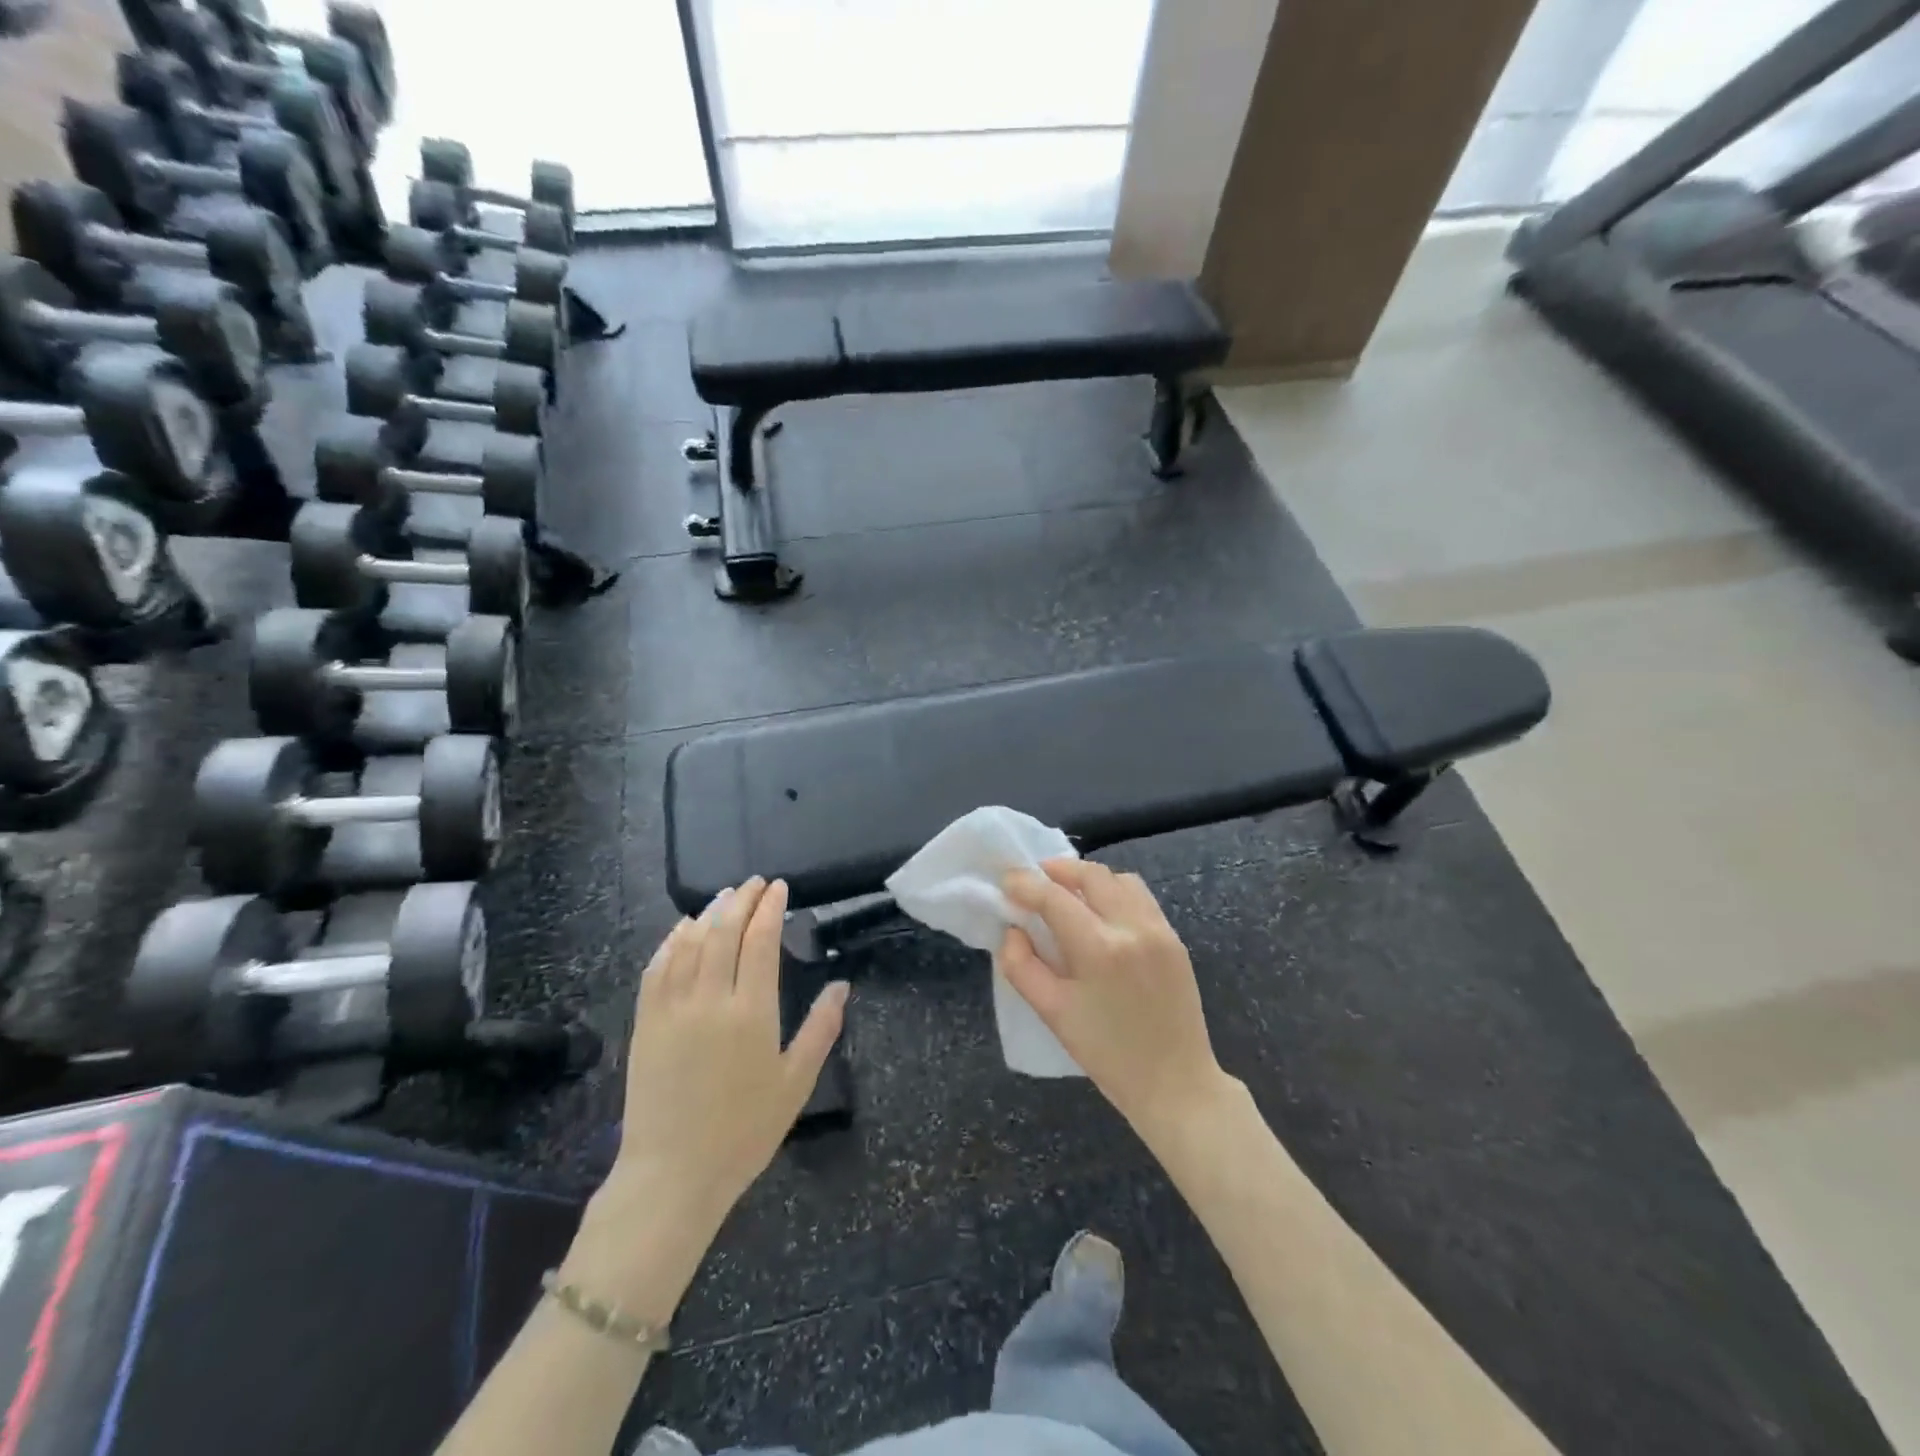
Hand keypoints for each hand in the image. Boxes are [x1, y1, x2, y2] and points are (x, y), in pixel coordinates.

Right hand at [1000, 860, 1230, 1146]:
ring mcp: (1159, 930)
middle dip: (1057, 870)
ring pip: (1119, 879)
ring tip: (1068, 893)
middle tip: (1035, 880)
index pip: (1054, 897)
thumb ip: (1022, 966)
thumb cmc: (1107, 1054)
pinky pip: (1141, 897)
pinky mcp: (1174, 939)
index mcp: (1099, 948)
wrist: (1175, 1084)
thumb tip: (1012, 930)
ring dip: (1089, 878)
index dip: (1026, 884)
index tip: (1007, 881)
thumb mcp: (1053, 1014)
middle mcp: (1132, 927)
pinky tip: (1101, 913)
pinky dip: (1115, 892)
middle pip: (1091, 875)